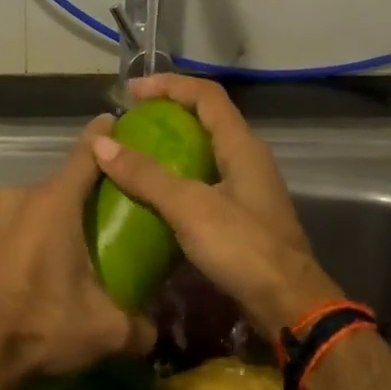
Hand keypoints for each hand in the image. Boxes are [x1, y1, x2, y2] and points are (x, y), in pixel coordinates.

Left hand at [0, 118, 156, 389]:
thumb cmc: (40, 327)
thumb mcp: (105, 331)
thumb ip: (140, 327)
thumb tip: (152, 332)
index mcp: (53, 204)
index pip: (86, 155)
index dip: (105, 136)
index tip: (117, 120)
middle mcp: (19, 199)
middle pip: (62, 185)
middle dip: (85, 196)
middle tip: (111, 215)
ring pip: (35, 208)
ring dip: (55, 221)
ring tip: (77, 249)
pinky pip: (14, 229)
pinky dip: (31, 239)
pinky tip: (42, 271)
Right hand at [91, 75, 344, 335]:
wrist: (288, 305)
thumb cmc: (243, 248)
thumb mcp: (190, 208)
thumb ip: (147, 175)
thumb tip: (101, 143)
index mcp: (242, 146)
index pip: (206, 95)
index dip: (169, 85)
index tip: (131, 91)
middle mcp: (248, 160)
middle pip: (207, 120)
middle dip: (168, 113)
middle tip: (129, 123)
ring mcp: (248, 189)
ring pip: (206, 153)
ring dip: (172, 147)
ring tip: (134, 155)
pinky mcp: (243, 217)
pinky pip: (205, 182)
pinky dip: (178, 178)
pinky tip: (154, 196)